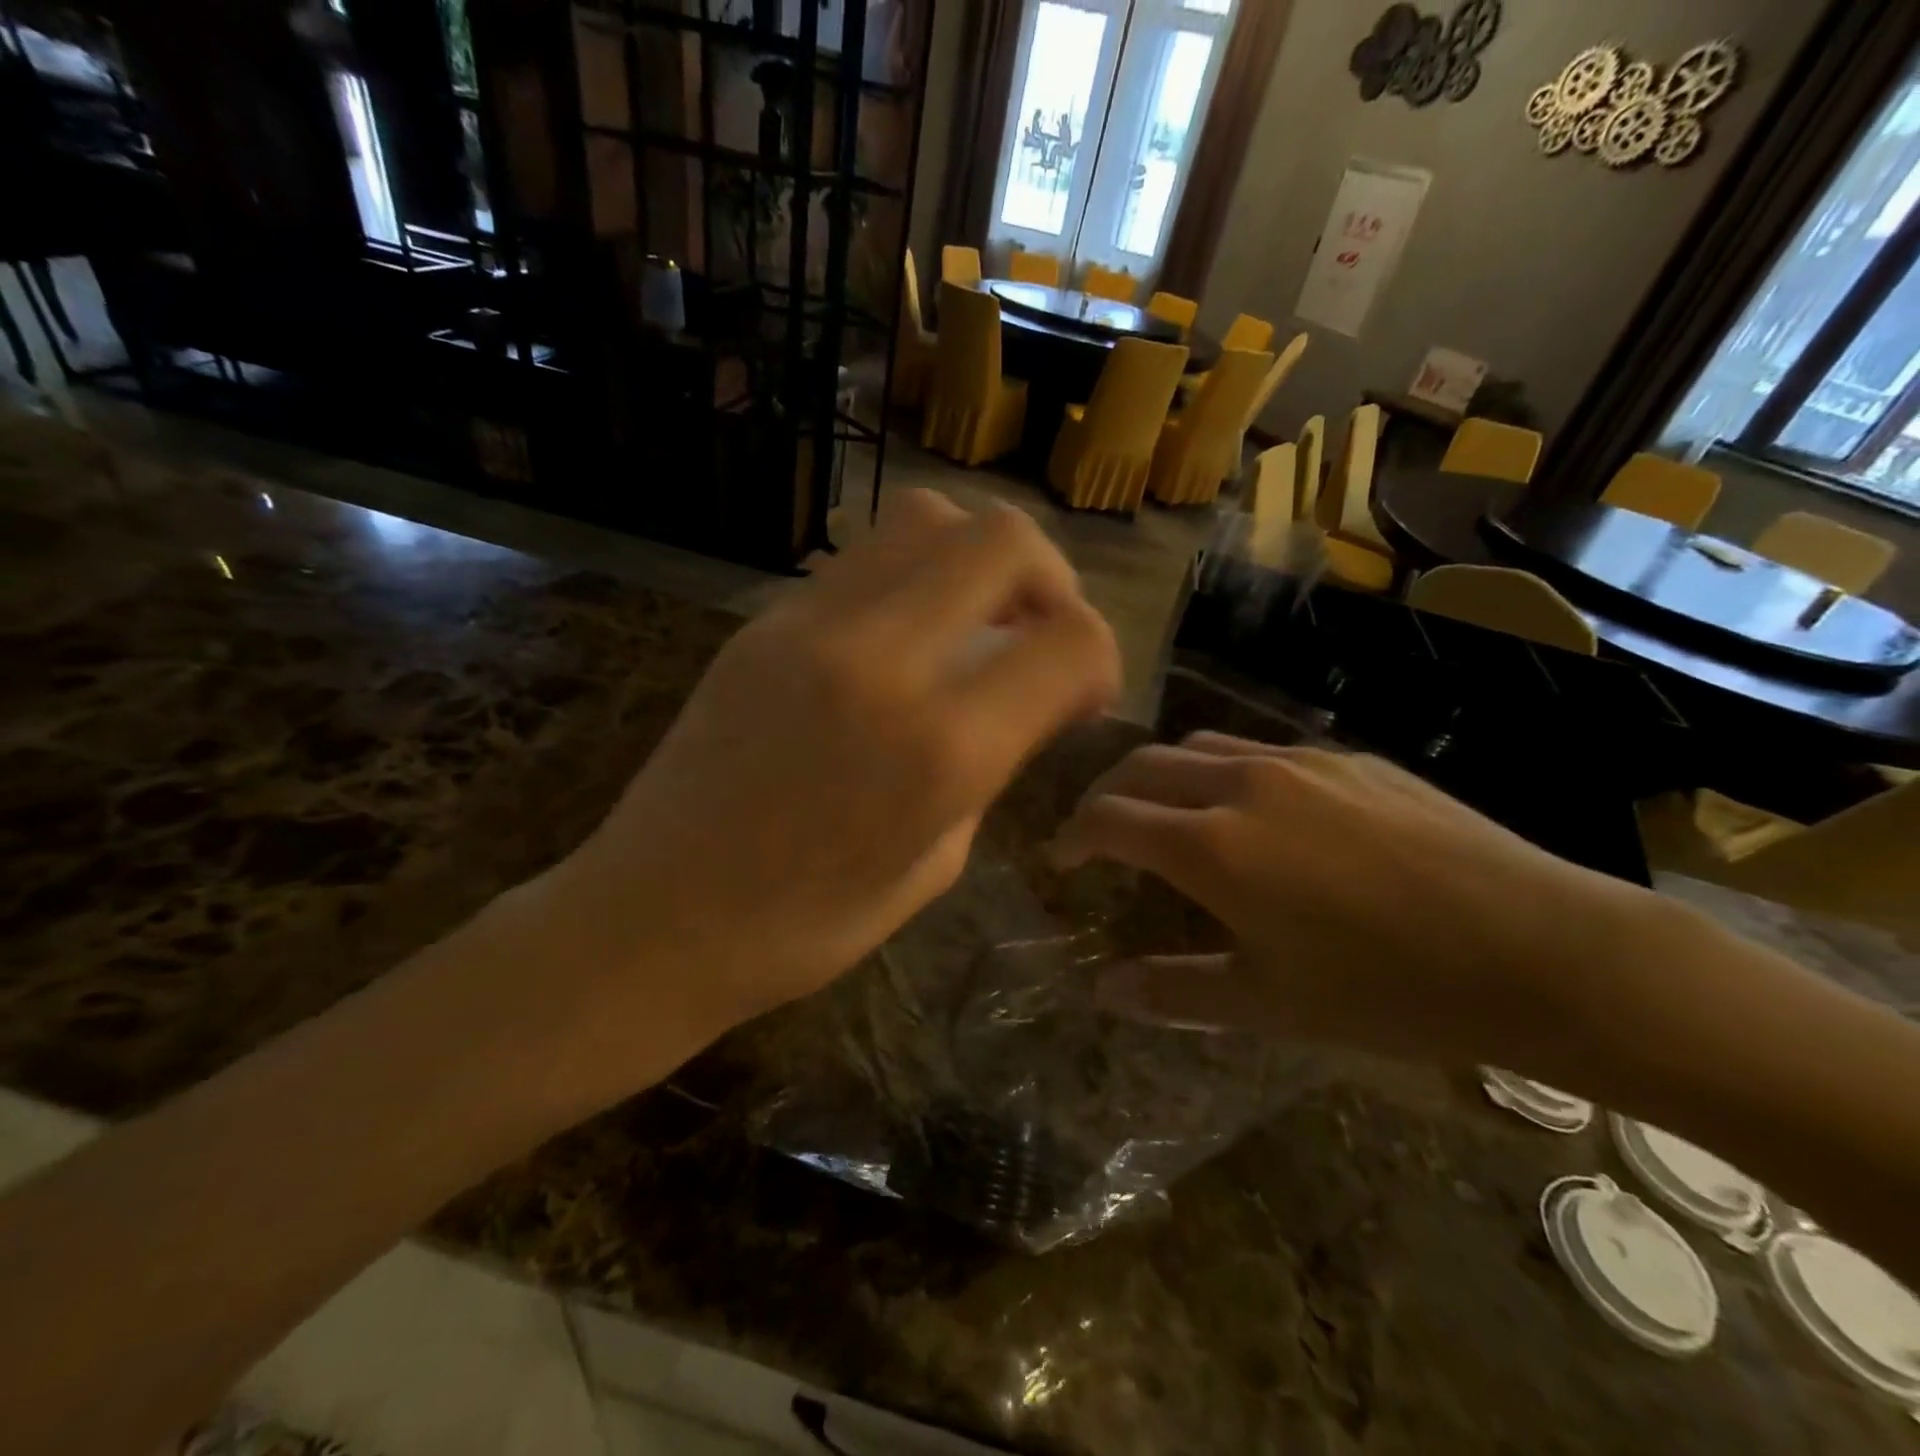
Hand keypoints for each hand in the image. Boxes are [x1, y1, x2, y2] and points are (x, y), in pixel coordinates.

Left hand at [550, 490, 1120, 1060]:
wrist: (653, 919)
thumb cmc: (803, 929)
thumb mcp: (934, 865)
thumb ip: (988, 767)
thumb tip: (1015, 707)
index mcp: (941, 747)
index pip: (1070, 641)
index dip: (1100, 658)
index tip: (1084, 695)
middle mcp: (883, 659)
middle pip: (1005, 539)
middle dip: (1051, 580)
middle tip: (1038, 635)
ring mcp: (812, 626)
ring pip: (928, 518)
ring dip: (976, 560)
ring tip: (973, 622)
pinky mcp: (763, 620)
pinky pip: (863, 558)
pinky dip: (912, 575)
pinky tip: (904, 635)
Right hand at [1050, 733, 1657, 1071]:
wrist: (1543, 949)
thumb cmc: (1391, 990)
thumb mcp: (1270, 1004)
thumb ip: (1174, 991)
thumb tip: (1103, 991)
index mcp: (1212, 845)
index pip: (1108, 818)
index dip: (1072, 836)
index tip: (1059, 858)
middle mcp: (1242, 784)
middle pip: (1142, 766)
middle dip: (1105, 795)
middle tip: (1098, 832)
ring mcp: (1300, 761)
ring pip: (1199, 746)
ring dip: (1163, 775)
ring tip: (1166, 814)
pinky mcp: (1349, 758)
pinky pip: (1260, 750)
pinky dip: (1224, 772)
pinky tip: (1256, 813)